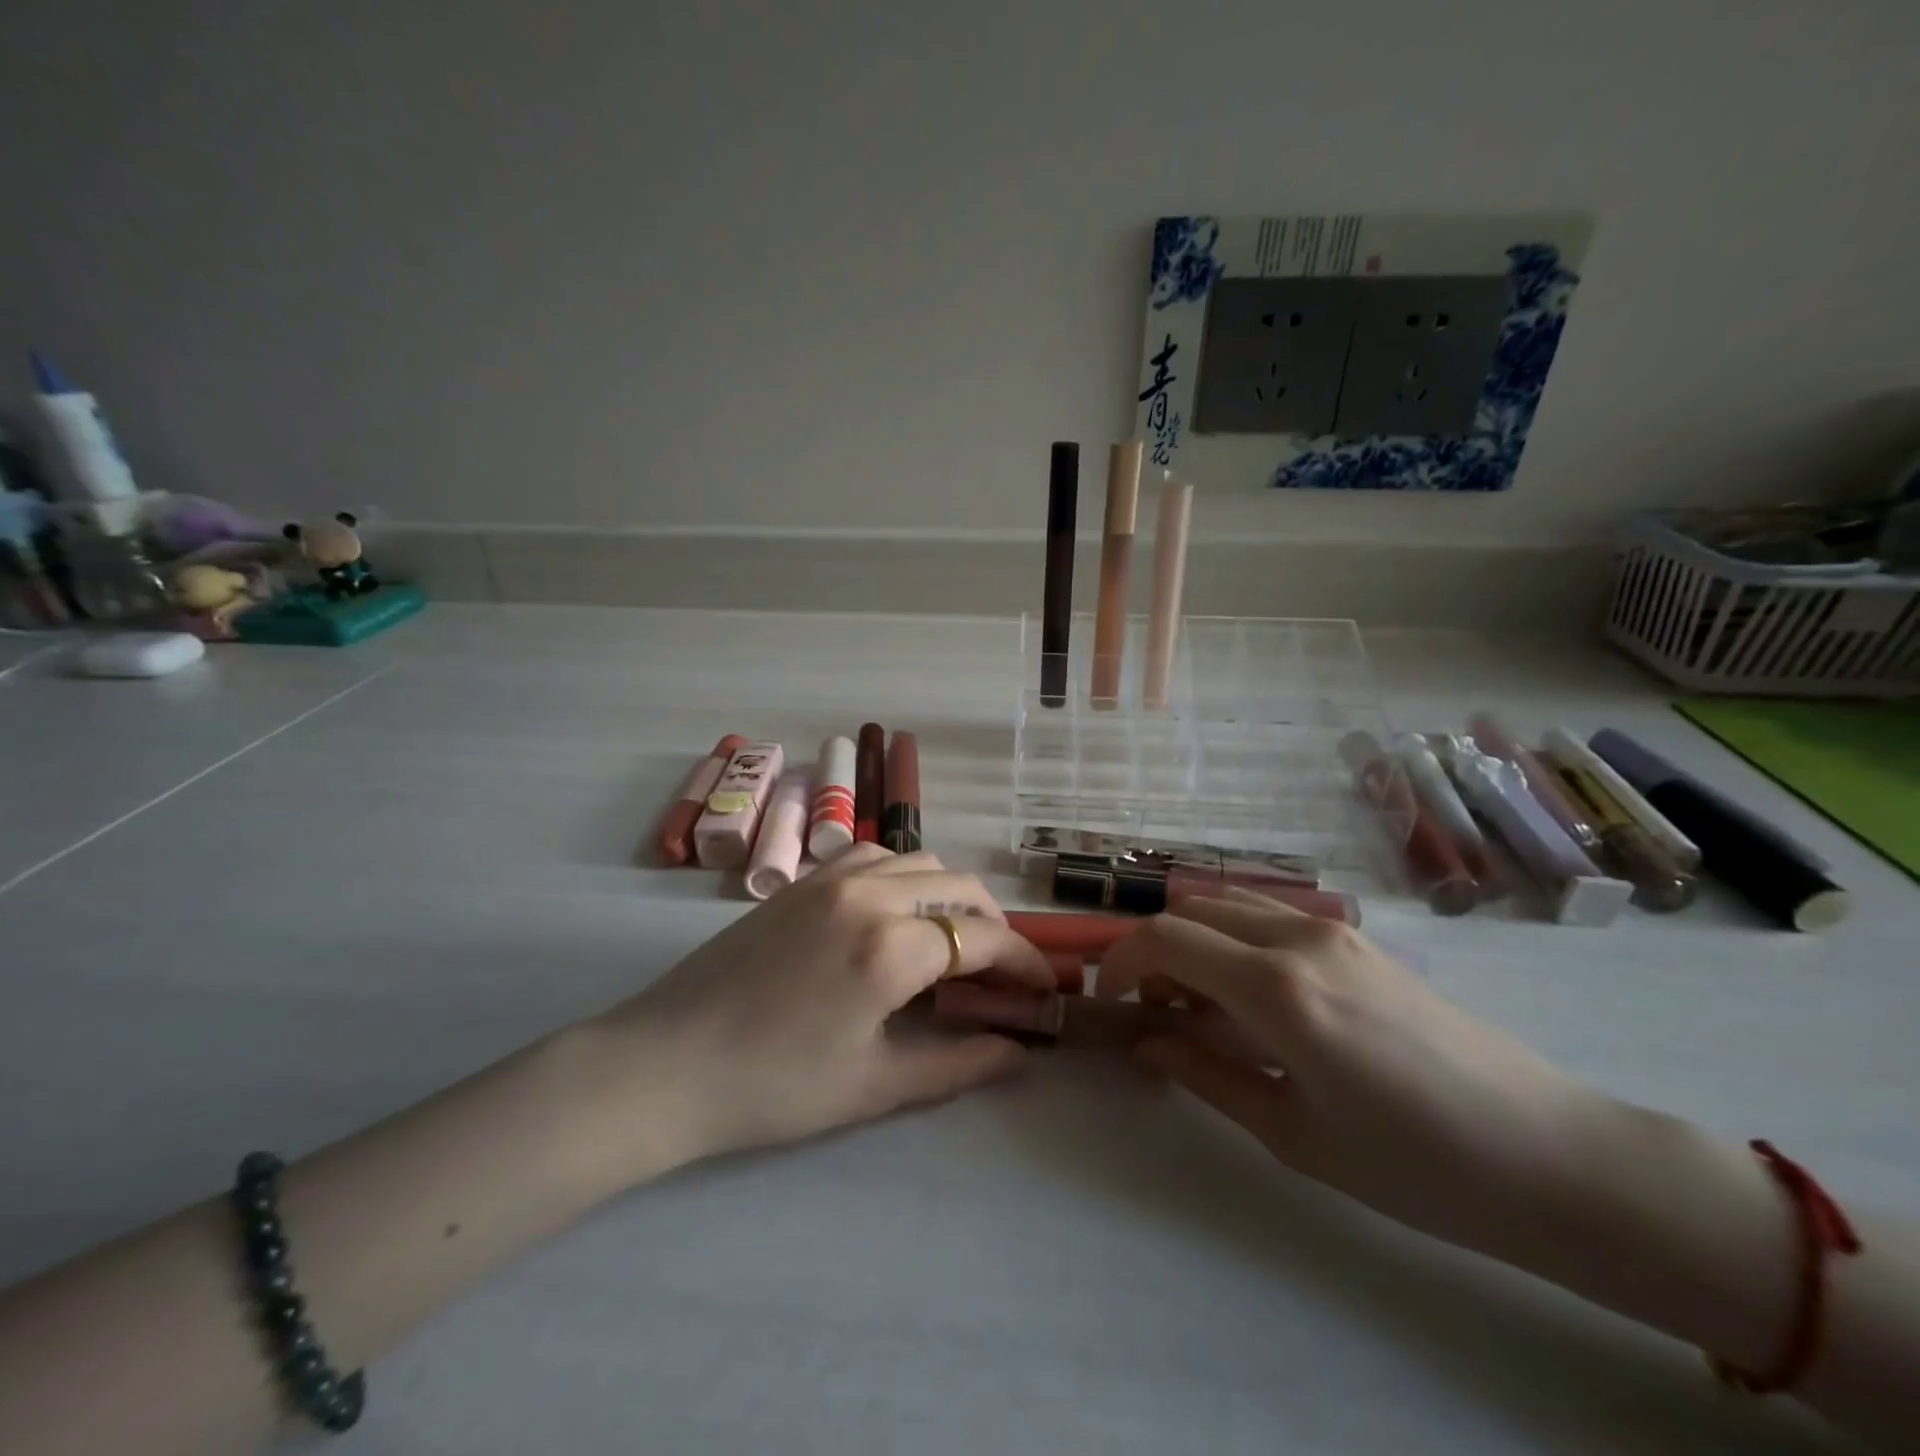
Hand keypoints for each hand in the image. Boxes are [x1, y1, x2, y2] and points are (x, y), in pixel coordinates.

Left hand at [606, 846, 1053, 1165]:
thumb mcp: (874, 1086)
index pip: (982, 938)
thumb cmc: (772, 1087)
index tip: (1042, 989)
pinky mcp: (802, 881)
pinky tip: (896, 914)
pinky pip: (873, 857)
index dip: (1023, 962)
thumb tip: (1018, 1051)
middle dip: (994, 925)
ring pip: (919, 861)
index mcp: (889, 947)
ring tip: (951, 940)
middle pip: (960, 886)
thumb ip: (958, 1064)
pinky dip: (905, 876)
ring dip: (950, 894)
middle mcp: (868, 895)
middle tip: (999, 972)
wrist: (665, 1063)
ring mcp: (830, 879)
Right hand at [1098, 887, 1613, 1256]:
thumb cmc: (1416, 1165)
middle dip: (1155, 949)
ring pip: (1232, 905)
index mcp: (1278, 988)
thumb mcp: (1293, 1133)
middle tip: (1157, 1009)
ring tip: (1203, 1003)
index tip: (1114, 1001)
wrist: (1551, 1156)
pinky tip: (1256, 998)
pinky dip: (1237, 940)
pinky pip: (1273, 917)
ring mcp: (1335, 931)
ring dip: (1197, 940)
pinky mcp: (1361, 940)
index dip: (1122, 961)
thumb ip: (1206, 1075)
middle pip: (1192, 910)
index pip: (1166, 938)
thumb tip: (1147, 1043)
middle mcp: (1299, 937)